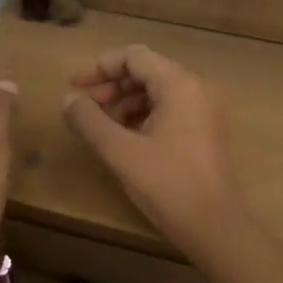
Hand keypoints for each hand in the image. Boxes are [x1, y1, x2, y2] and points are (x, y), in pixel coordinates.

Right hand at [59, 44, 246, 253]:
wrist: (214, 226)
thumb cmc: (167, 184)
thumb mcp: (120, 151)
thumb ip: (89, 121)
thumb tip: (68, 100)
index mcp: (179, 84)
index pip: (134, 57)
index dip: (100, 67)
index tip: (73, 85)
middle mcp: (195, 89)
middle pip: (145, 71)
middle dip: (110, 85)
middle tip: (82, 107)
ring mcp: (202, 112)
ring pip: (155, 92)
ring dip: (123, 103)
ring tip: (98, 126)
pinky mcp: (202, 133)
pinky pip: (166, 111)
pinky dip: (140, 117)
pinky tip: (121, 138)